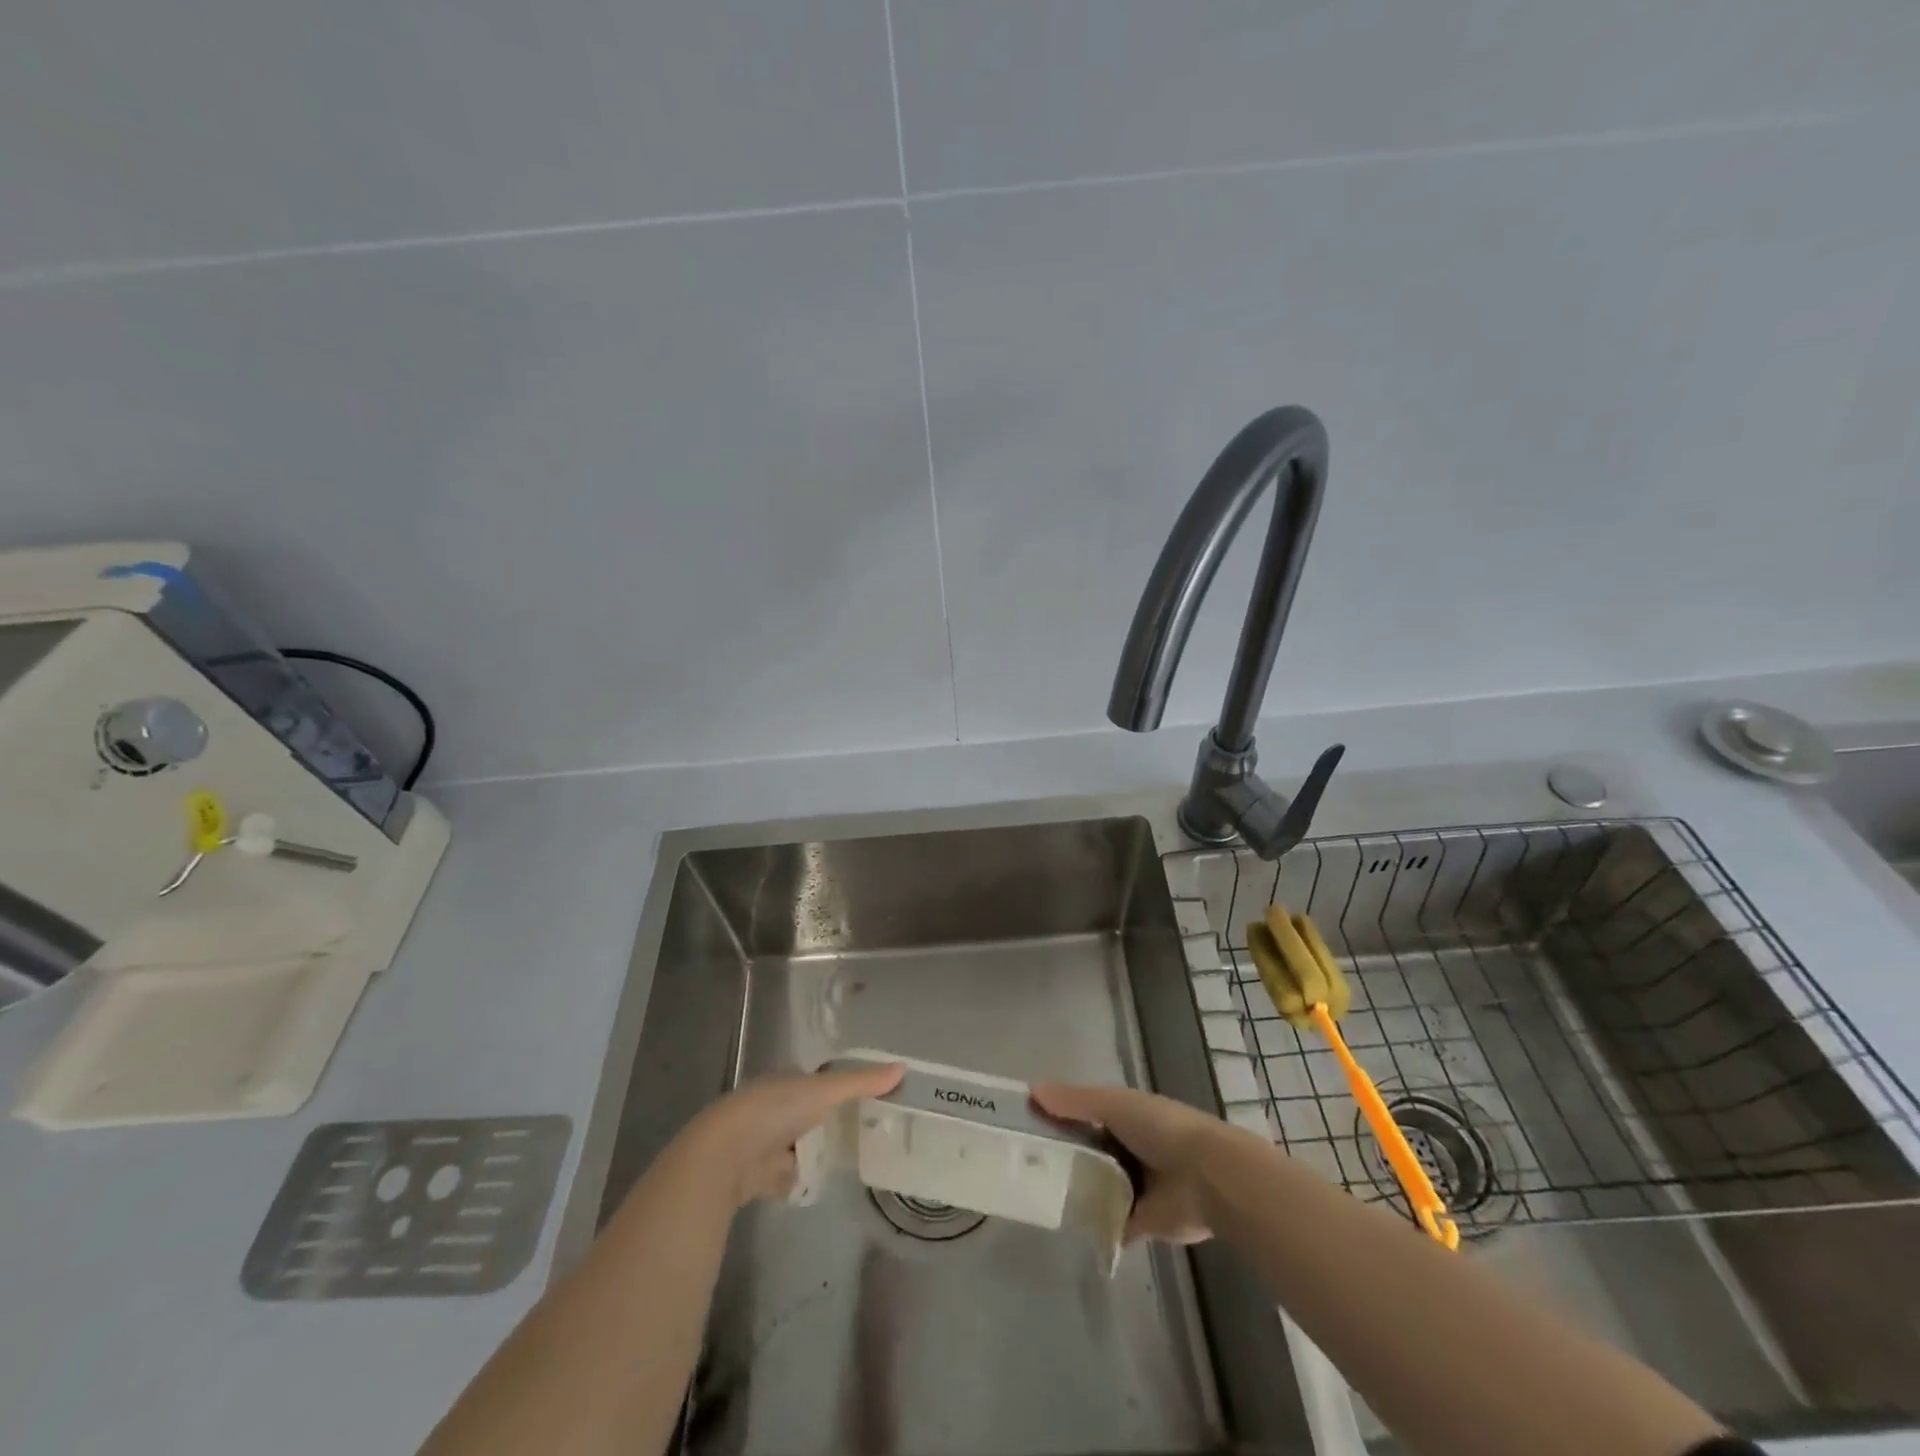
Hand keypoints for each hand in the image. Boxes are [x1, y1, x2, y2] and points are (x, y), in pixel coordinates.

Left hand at [681, 1061, 903, 1208]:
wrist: (726, 1156)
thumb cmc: (775, 1111)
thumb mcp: (824, 1090)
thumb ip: (862, 1082)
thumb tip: (904, 1068)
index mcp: (785, 1081)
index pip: (816, 1081)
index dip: (838, 1088)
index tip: (867, 1099)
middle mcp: (773, 1108)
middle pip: (809, 1114)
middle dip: (830, 1122)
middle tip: (867, 1131)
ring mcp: (765, 1143)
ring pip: (799, 1145)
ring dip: (815, 1152)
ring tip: (852, 1159)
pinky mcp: (759, 1176)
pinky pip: (788, 1177)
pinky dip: (802, 1180)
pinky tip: (823, 1184)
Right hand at [1031, 1083, 1238, 1243]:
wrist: (1207, 1178)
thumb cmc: (1161, 1129)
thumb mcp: (1115, 1104)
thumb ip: (1075, 1102)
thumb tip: (1031, 1091)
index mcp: (1125, 1117)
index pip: (1082, 1116)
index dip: (1056, 1118)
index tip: (1022, 1125)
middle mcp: (1128, 1149)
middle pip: (1086, 1152)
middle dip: (1060, 1157)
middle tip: (1019, 1165)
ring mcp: (1133, 1187)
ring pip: (1094, 1187)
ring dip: (1073, 1190)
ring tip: (1032, 1195)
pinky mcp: (1138, 1223)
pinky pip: (1107, 1223)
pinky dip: (1091, 1225)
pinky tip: (1061, 1226)